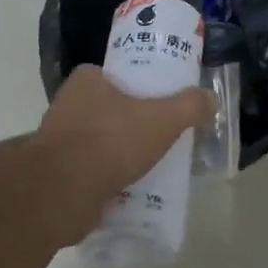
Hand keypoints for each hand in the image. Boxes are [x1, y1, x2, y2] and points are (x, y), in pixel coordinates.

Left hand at [36, 64, 213, 224]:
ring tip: (150, 164)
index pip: (112, 74)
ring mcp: (58, 142)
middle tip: (159, 135)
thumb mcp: (162, 118)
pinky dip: (108, 179)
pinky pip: (90, 172)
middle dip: (130, 122)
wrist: (62, 192)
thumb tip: (210, 99)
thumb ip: (189, 106)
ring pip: (98, 142)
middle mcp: (67, 106)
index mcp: (85, 81)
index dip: (136, 86)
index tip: (157, 102)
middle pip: (107, 109)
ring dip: (119, 153)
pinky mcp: (57, 175)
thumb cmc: (111, 140)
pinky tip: (131, 189)